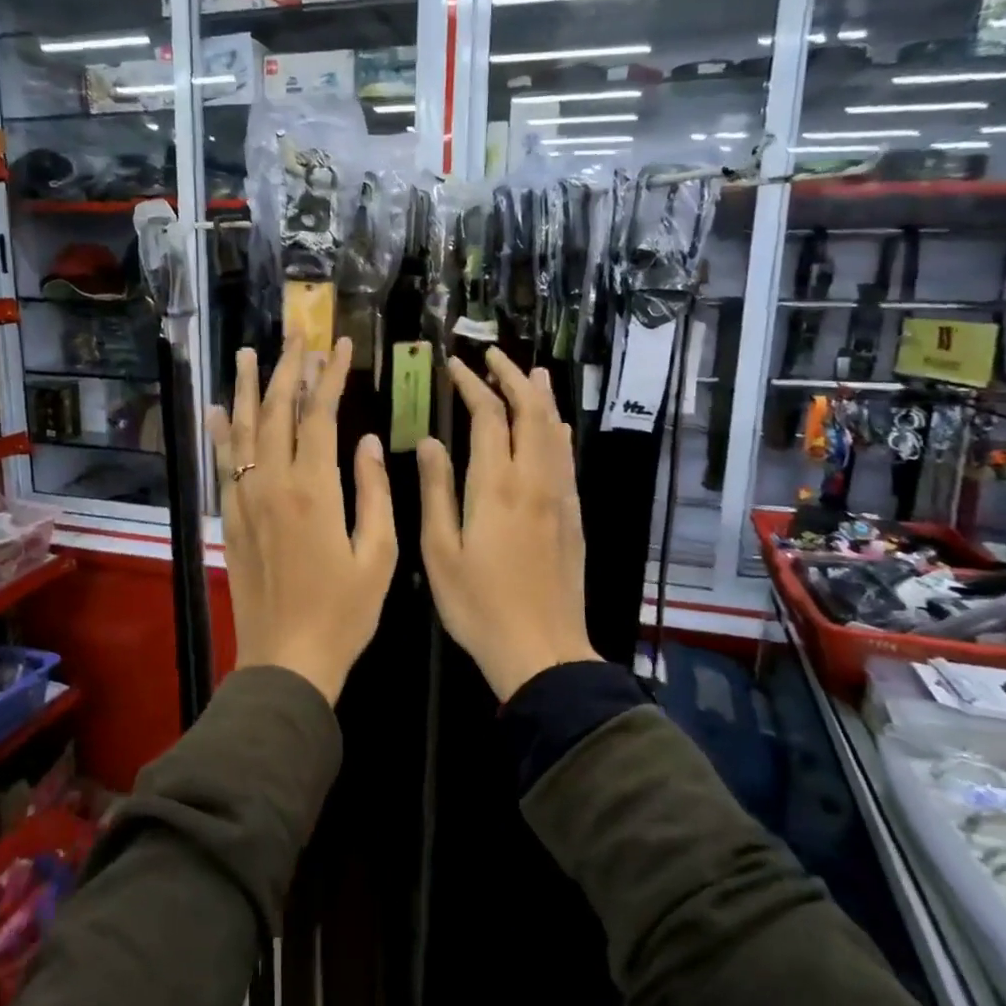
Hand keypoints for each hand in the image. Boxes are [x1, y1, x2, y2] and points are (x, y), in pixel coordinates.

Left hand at [207, 336, 396, 705]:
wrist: (287, 659)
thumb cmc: (344, 612)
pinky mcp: (233, 518)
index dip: (329, 375)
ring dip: (250, 388)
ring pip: (245, 430)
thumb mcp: (379, 555)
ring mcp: (247, 500)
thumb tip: (370, 441)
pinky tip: (219, 409)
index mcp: (315, 489)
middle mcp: (273, 484)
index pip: (319, 414)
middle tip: (296, 334)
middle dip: (288, 368)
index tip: (339, 344)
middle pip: (277, 411)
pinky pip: (223, 464)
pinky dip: (221, 433)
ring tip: (251, 353)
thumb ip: (374, 493)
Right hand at [418, 349, 599, 702]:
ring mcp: (559, 497)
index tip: (454, 366)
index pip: (488, 416)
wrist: (542, 650)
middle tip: (492, 356)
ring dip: (540, 396)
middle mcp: (533, 480)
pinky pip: (566, 458)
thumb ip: (436, 490)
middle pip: (530, 412)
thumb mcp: (440, 551)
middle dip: (512, 377)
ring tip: (530, 373)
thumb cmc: (478, 605)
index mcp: (496, 486)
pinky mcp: (573, 515)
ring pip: (554, 430)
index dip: (472, 385)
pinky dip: (557, 430)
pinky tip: (554, 427)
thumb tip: (432, 441)